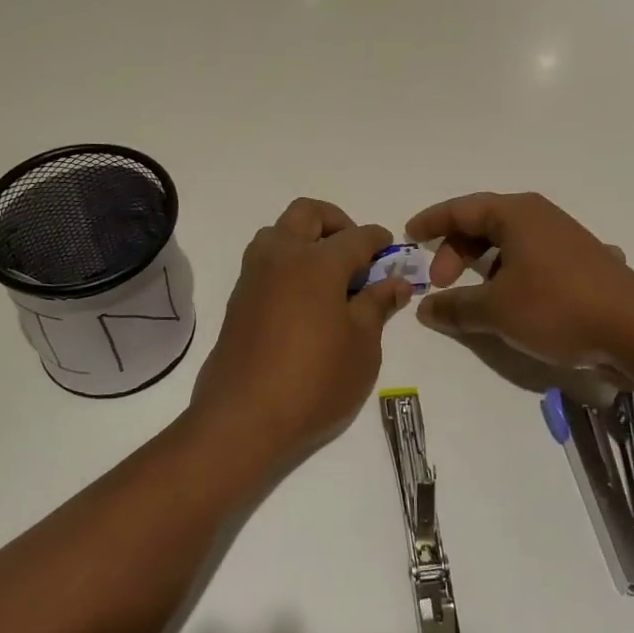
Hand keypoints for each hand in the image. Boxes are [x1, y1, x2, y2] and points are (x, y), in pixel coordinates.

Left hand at [185, 198, 412, 480]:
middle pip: (308, 214)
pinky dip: (287, 262)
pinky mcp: (238, 299)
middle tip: (355, 254)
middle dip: (336, 222)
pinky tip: (304, 299)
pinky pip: (264, 260)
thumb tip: (396, 282)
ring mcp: (254, 276)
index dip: (378, 240)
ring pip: (279, 232)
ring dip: (305, 238)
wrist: (243, 418)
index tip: (390, 250)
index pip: (356, 236)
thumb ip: (377, 305)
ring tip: (328, 276)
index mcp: (317, 262)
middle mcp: (281, 256)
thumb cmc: (315, 381)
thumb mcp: (362, 346)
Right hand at [405, 192, 633, 369]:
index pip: (461, 209)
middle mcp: (540, 216)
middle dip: (457, 252)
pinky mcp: (584, 262)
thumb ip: (455, 307)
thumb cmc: (556, 307)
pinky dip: (516, 273)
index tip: (409, 235)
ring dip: (486, 265)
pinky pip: (536, 259)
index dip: (432, 222)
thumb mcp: (496, 310)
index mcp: (516, 214)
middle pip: (484, 224)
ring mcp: (566, 237)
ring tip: (477, 297)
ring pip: (511, 243)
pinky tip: (521, 298)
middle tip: (441, 284)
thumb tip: (425, 308)